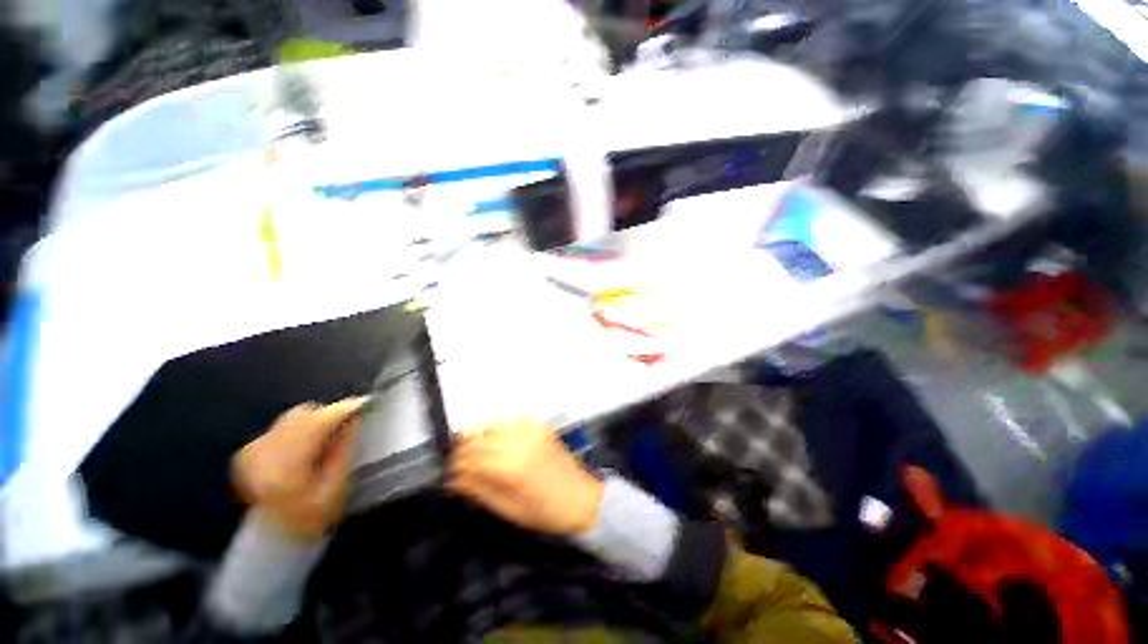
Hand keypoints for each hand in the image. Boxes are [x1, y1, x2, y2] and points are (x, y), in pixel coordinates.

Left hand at [233, 398, 365, 543]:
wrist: (269, 542)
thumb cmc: (308, 521)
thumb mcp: (335, 490)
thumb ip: (344, 452)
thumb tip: (354, 422)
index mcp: (285, 465)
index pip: (318, 422)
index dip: (343, 409)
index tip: (363, 404)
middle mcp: (263, 452)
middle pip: (303, 414)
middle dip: (328, 415)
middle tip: (347, 424)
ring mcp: (252, 452)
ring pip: (292, 418)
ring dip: (314, 422)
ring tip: (327, 437)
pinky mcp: (247, 453)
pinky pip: (280, 428)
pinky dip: (299, 430)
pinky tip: (306, 446)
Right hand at [446, 419, 603, 536]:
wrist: (581, 498)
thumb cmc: (544, 512)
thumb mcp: (508, 510)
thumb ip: (479, 491)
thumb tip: (453, 479)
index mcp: (511, 465)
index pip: (470, 457)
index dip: (454, 465)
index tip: (447, 475)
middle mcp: (519, 440)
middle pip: (478, 437)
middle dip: (463, 450)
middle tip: (458, 465)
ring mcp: (531, 429)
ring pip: (492, 424)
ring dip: (478, 436)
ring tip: (474, 453)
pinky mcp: (539, 425)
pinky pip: (510, 420)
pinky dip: (498, 429)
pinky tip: (497, 443)